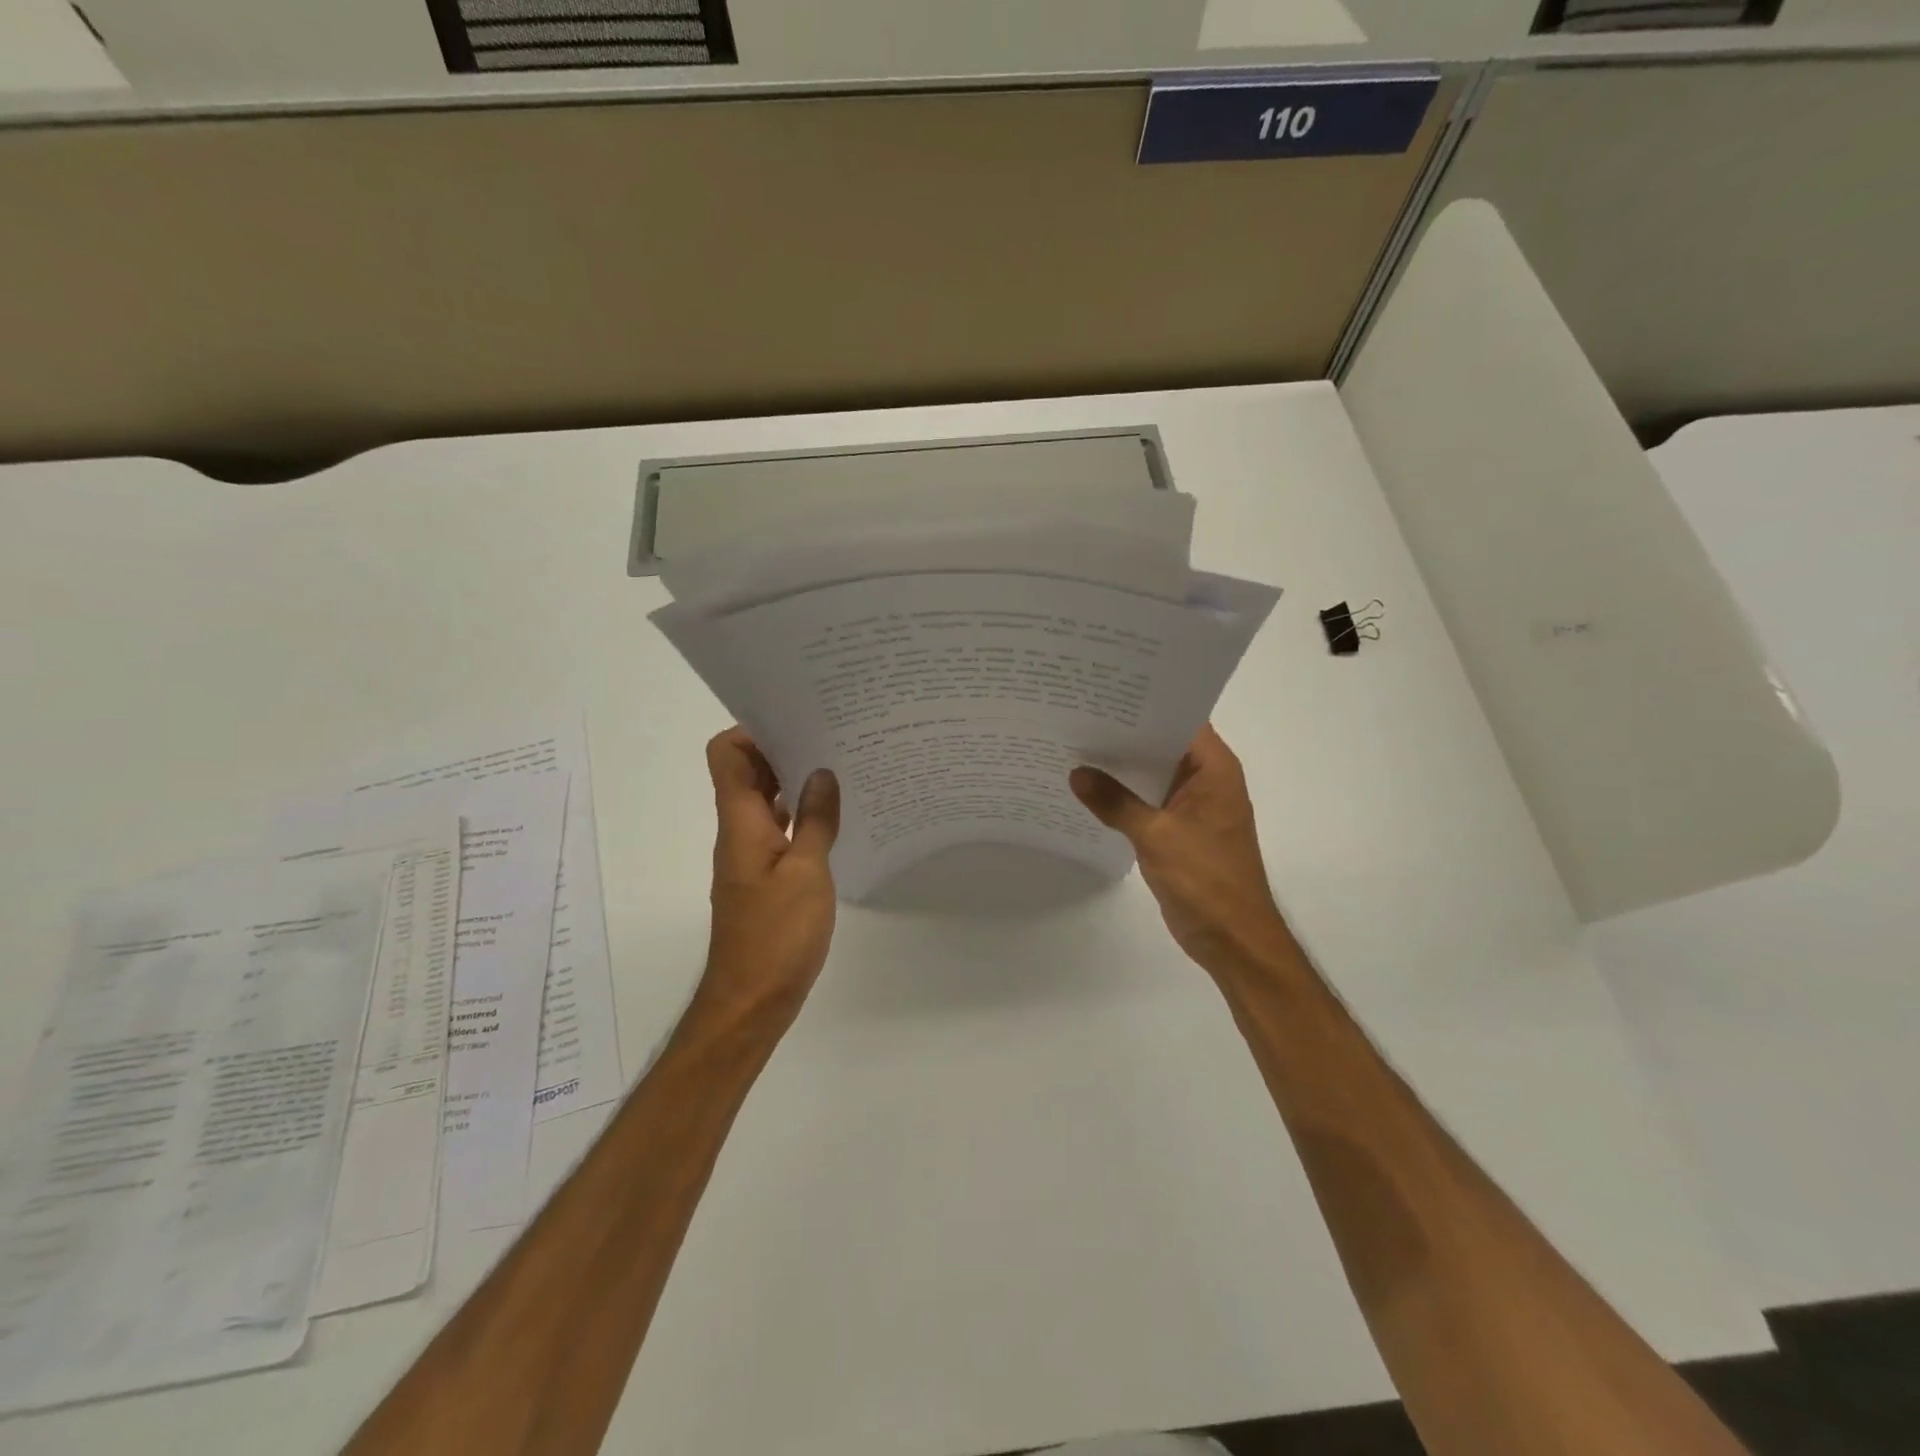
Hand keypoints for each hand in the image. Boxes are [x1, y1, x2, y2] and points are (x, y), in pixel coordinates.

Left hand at [695, 728, 840, 1029]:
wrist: (751, 1001)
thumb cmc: (776, 935)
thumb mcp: (806, 872)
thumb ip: (816, 819)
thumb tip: (821, 772)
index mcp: (741, 822)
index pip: (727, 754)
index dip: (754, 730)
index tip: (798, 720)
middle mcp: (739, 832)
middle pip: (746, 772)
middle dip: (783, 748)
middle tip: (831, 735)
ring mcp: (751, 855)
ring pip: (766, 801)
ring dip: (795, 782)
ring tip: (840, 768)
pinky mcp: (765, 877)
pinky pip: (779, 830)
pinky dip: (801, 816)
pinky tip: (835, 817)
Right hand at [1070, 724, 1291, 974]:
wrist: (1233, 940)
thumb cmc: (1206, 880)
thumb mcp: (1156, 836)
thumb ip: (1115, 802)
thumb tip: (1076, 774)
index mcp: (1213, 770)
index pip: (1179, 719)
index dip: (1144, 704)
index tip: (1103, 692)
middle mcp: (1206, 780)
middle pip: (1162, 744)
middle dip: (1124, 733)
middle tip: (1077, 715)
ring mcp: (1192, 807)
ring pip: (1152, 774)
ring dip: (1121, 767)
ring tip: (1074, 745)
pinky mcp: (1178, 831)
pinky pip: (1147, 802)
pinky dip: (1123, 796)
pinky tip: (1088, 790)